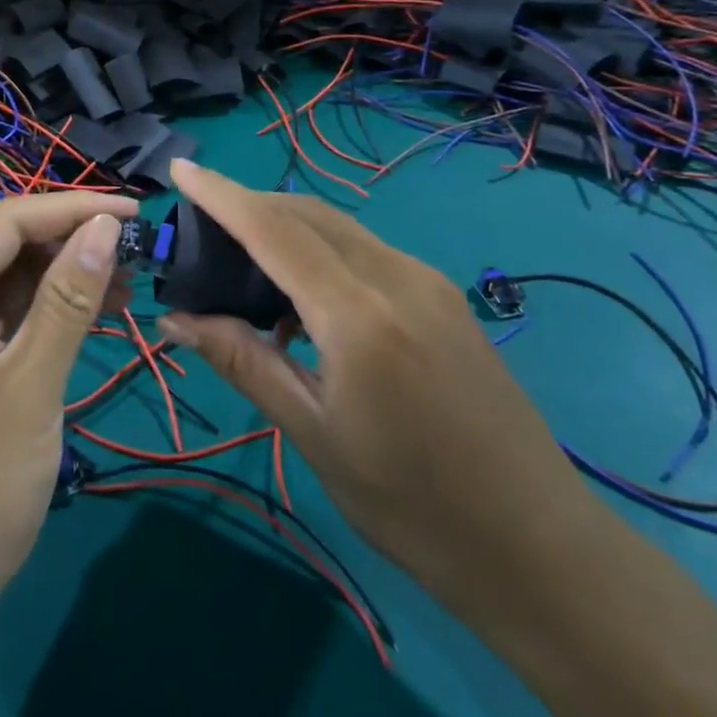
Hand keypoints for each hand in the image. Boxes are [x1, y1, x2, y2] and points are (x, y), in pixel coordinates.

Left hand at [0, 191, 137, 615]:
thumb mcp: (30, 387)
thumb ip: (68, 299)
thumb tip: (104, 225)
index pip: (6, 222)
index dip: (72, 208)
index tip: (133, 210)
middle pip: (5, 249)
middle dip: (70, 243)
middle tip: (135, 249)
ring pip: (7, 285)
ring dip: (63, 279)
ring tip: (126, 280)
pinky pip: (3, 322)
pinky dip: (46, 315)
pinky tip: (91, 314)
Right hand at [156, 160, 597, 612]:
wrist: (540, 546)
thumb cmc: (413, 506)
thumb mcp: (314, 435)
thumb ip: (243, 362)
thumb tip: (176, 319)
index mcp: (359, 315)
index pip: (274, 230)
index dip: (222, 195)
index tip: (181, 169)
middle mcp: (396, 276)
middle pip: (307, 214)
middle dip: (250, 205)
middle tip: (201, 225)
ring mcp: (427, 281)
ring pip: (338, 227)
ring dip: (285, 226)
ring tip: (243, 262)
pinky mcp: (443, 295)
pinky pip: (365, 250)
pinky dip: (321, 251)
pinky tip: (303, 297)